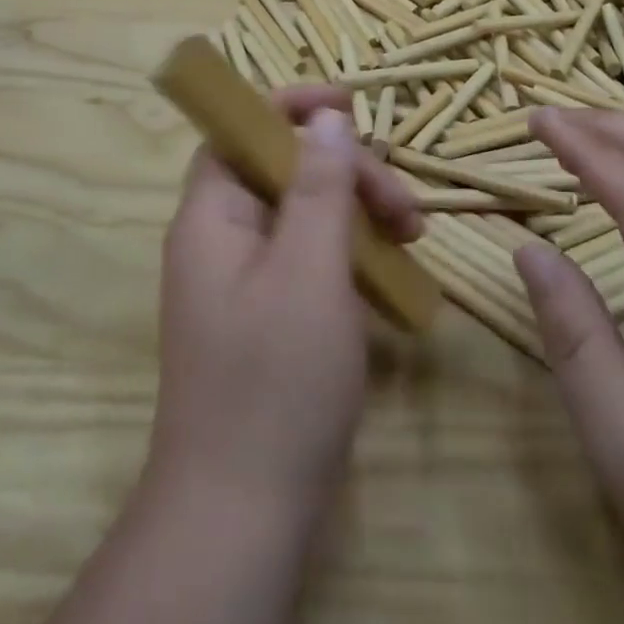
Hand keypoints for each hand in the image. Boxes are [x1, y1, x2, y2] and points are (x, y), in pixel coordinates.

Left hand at [147, 88, 420, 527]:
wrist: (241, 517)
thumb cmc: (275, 383)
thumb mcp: (309, 272)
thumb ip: (320, 187)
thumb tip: (328, 116)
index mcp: (212, 216)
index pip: (241, 130)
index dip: (290, 107)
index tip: (350, 106)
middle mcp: (220, 239)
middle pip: (282, 170)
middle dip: (345, 172)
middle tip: (404, 209)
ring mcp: (243, 281)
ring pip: (302, 215)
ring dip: (355, 213)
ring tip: (411, 237)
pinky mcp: (267, 317)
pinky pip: (308, 260)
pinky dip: (349, 256)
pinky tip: (390, 278)